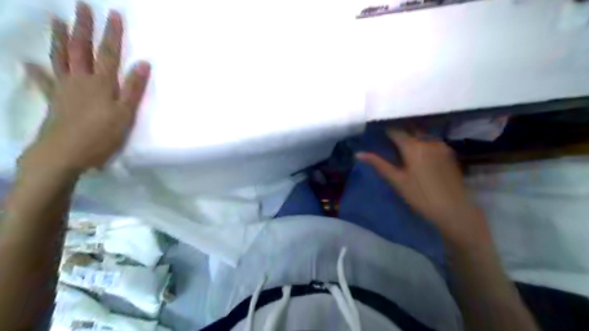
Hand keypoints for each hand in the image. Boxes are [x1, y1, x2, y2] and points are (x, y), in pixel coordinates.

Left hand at [22, 3, 150, 172]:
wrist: (64, 153)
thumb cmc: (101, 135)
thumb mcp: (125, 114)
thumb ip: (133, 89)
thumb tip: (143, 63)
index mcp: (102, 84)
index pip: (109, 54)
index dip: (112, 34)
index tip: (113, 14)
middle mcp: (81, 81)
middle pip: (83, 50)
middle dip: (84, 28)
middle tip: (82, 7)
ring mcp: (65, 89)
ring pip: (62, 59)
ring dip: (61, 40)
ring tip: (58, 22)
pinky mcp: (55, 101)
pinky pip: (45, 82)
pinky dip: (37, 71)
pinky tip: (29, 63)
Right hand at [359, 130, 493, 245]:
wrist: (454, 209)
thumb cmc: (420, 196)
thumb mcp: (397, 180)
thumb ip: (378, 164)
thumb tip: (359, 154)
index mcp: (412, 146)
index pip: (395, 131)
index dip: (384, 130)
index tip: (376, 131)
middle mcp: (427, 140)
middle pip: (409, 129)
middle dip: (398, 131)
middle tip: (387, 139)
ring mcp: (440, 145)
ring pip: (421, 134)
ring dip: (411, 136)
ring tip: (402, 145)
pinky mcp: (449, 152)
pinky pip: (431, 141)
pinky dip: (422, 142)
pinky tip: (418, 153)